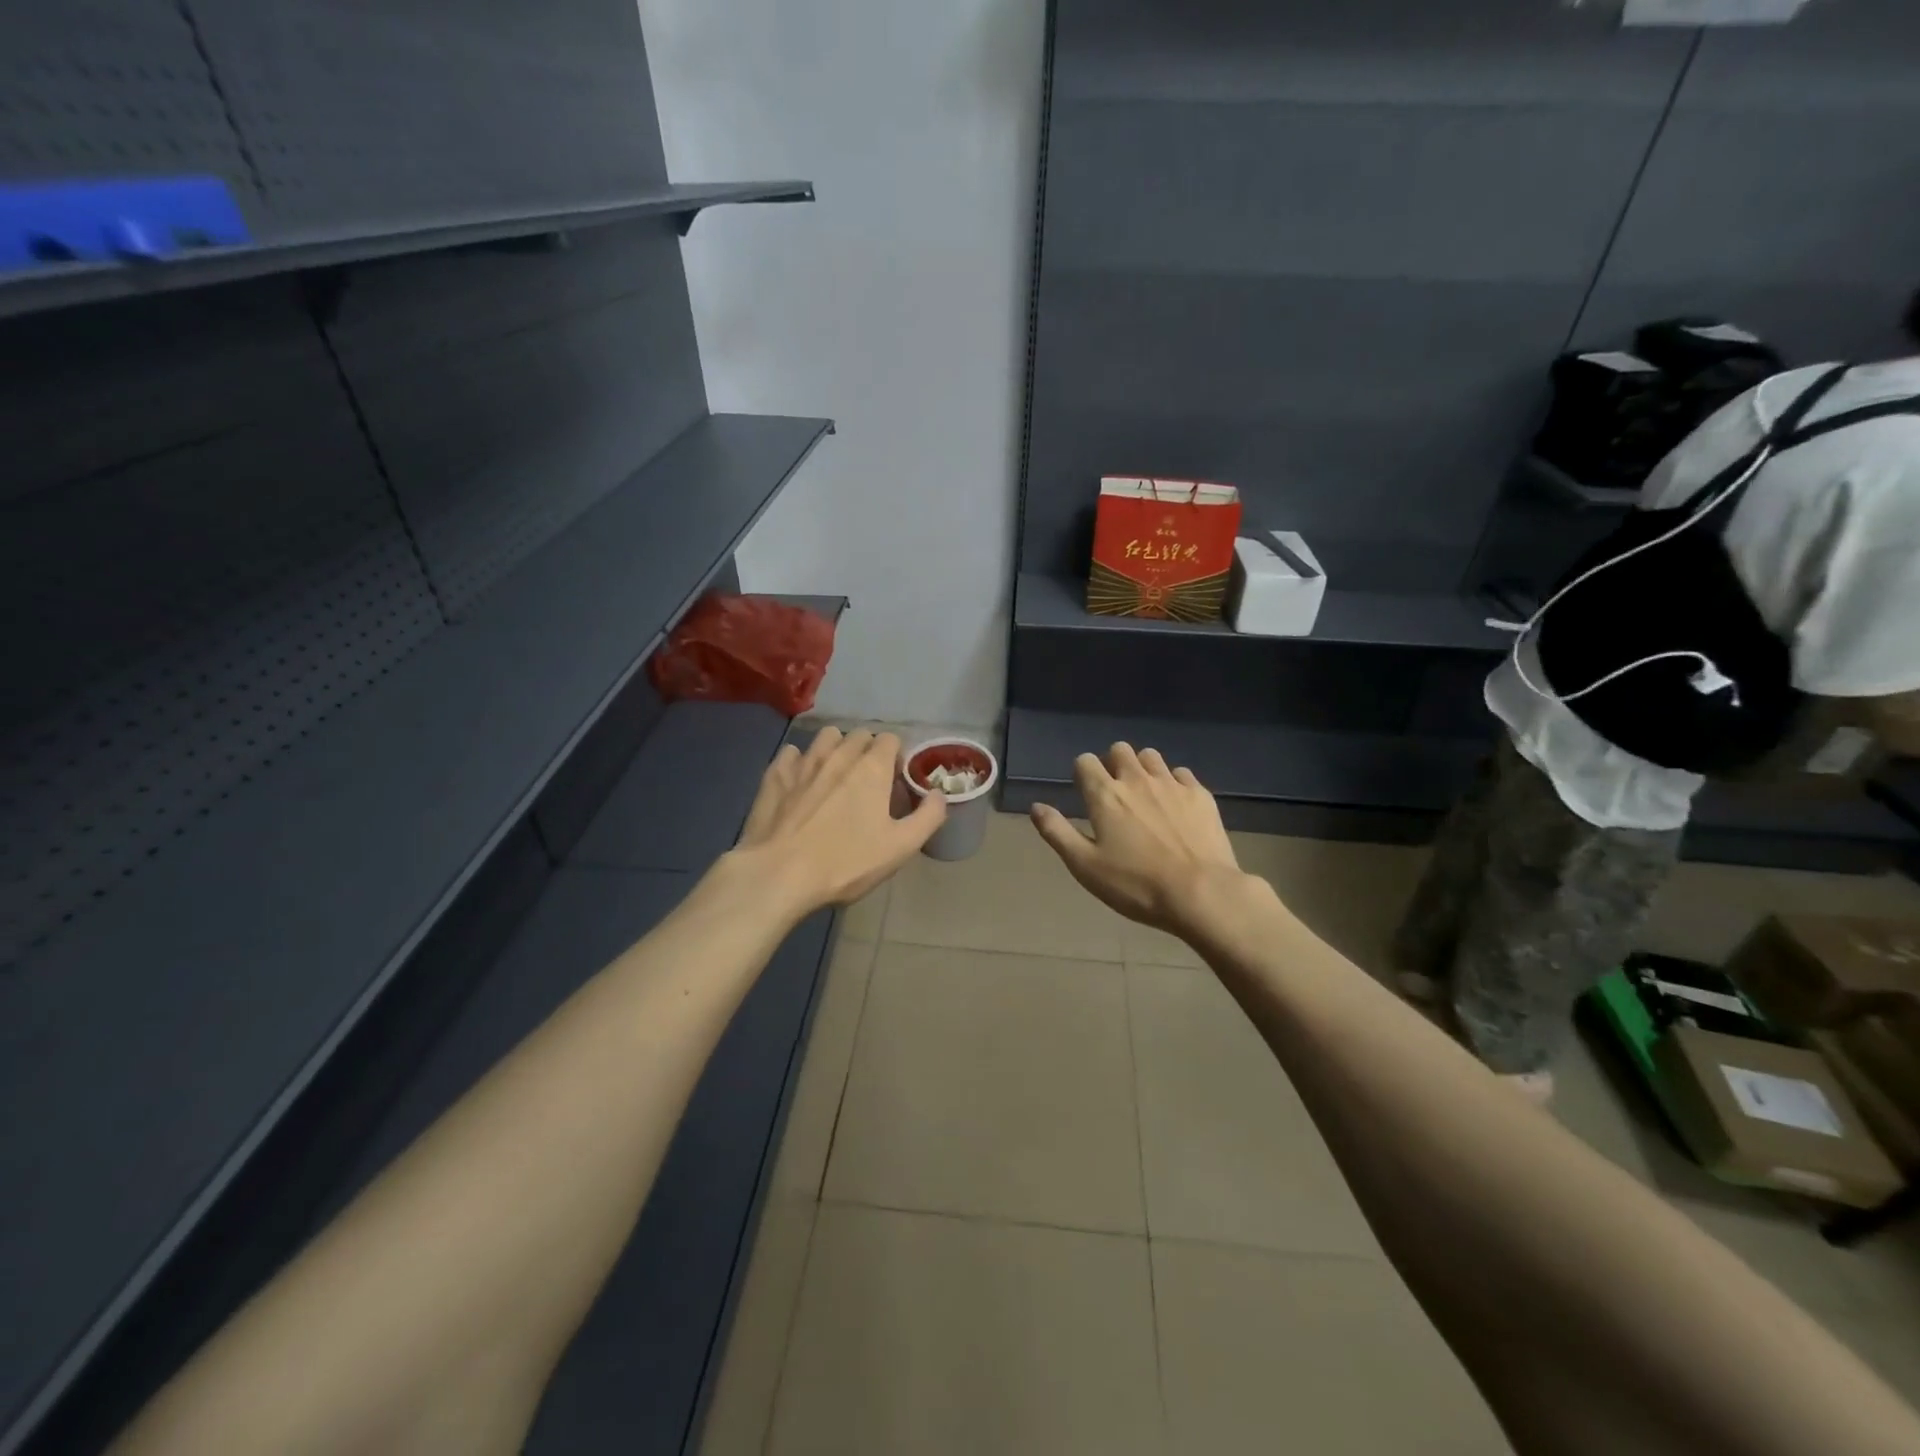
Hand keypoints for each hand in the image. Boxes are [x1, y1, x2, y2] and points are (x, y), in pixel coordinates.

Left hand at [733, 727, 945, 914]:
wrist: (779, 874)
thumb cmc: (846, 862)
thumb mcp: (900, 847)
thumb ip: (928, 817)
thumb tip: (939, 794)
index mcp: (872, 768)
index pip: (890, 739)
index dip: (896, 758)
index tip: (894, 784)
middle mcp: (839, 755)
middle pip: (859, 735)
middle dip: (867, 751)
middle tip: (868, 783)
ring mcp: (803, 762)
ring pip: (825, 737)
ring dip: (835, 749)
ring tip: (836, 776)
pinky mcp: (775, 776)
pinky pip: (791, 754)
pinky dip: (799, 762)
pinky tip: (800, 782)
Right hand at [1030, 744, 1246, 937]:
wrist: (1202, 893)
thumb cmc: (1136, 885)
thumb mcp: (1085, 866)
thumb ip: (1057, 832)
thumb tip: (1036, 806)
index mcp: (1104, 795)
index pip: (1085, 762)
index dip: (1082, 774)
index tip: (1086, 794)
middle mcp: (1136, 780)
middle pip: (1119, 750)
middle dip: (1113, 764)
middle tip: (1115, 794)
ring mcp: (1172, 784)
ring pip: (1151, 757)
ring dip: (1142, 768)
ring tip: (1144, 796)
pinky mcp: (1200, 795)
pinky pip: (1181, 773)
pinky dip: (1173, 782)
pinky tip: (1175, 805)